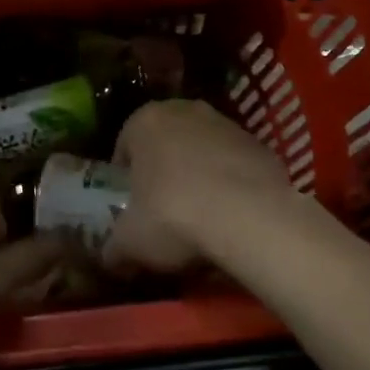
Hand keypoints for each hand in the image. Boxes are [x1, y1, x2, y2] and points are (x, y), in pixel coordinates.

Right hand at [103, 100, 313, 274]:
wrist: (251, 217)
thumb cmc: (174, 216)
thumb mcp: (130, 242)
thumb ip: (114, 247)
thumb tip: (110, 259)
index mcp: (145, 121)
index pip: (125, 145)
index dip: (126, 178)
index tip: (132, 206)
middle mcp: (184, 110)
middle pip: (166, 142)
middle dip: (164, 170)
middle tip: (163, 209)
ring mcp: (226, 123)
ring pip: (202, 149)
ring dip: (199, 174)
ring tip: (201, 216)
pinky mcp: (259, 143)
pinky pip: (234, 163)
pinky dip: (230, 183)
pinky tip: (232, 215)